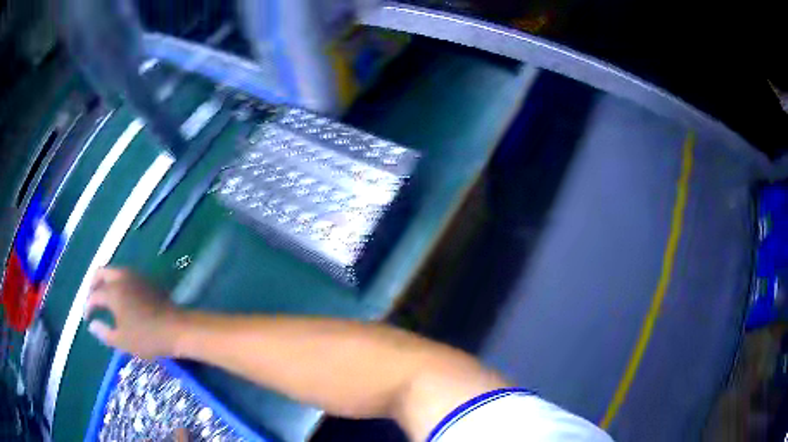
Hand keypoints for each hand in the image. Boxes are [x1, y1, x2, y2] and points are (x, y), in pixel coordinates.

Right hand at [84, 267, 182, 358]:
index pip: (94, 295)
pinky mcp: (147, 280)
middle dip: (93, 284)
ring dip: (105, 282)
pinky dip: (118, 283)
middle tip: (92, 299)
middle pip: (101, 273)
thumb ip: (104, 333)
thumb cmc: (147, 338)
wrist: (177, 328)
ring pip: (114, 271)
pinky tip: (121, 298)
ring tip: (104, 298)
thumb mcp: (122, 341)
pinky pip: (126, 276)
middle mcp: (121, 278)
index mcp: (112, 291)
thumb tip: (92, 325)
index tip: (87, 318)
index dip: (88, 306)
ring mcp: (135, 276)